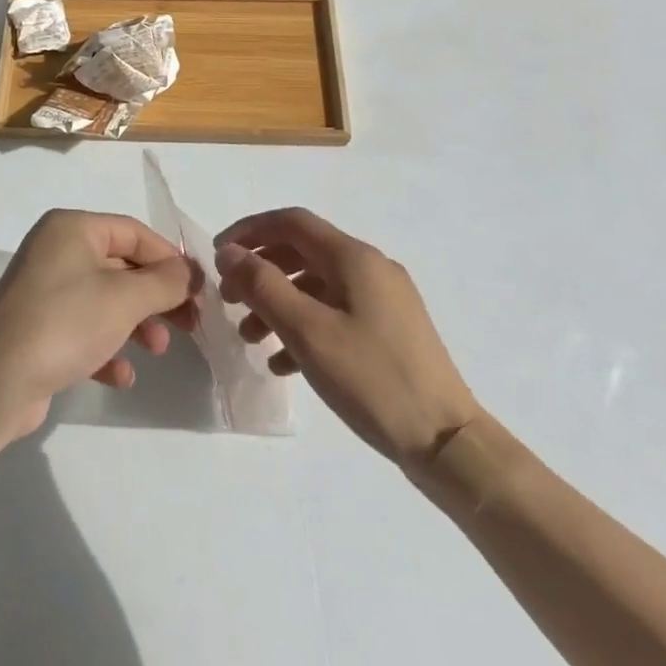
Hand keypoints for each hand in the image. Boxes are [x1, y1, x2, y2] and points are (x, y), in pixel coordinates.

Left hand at [0, 210, 199, 438]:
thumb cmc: (66, 322)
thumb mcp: (125, 298)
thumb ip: (165, 282)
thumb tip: (189, 272)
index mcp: (72, 228)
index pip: (133, 232)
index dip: (169, 259)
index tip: (198, 290)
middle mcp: (56, 251)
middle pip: (121, 267)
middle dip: (156, 297)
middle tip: (188, 323)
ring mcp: (44, 291)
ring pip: (105, 300)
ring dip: (136, 324)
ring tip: (157, 350)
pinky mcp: (38, 329)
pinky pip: (84, 330)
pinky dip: (106, 348)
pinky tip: (121, 376)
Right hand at [215, 209, 479, 467]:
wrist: (447, 442)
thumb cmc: (371, 379)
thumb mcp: (307, 330)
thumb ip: (263, 285)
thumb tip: (230, 252)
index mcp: (354, 257)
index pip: (291, 222)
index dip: (250, 231)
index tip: (218, 256)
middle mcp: (370, 268)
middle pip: (302, 252)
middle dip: (261, 271)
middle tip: (231, 300)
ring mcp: (384, 300)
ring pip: (317, 286)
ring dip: (279, 303)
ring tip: (251, 338)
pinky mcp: (390, 331)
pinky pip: (336, 313)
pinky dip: (305, 326)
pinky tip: (284, 363)